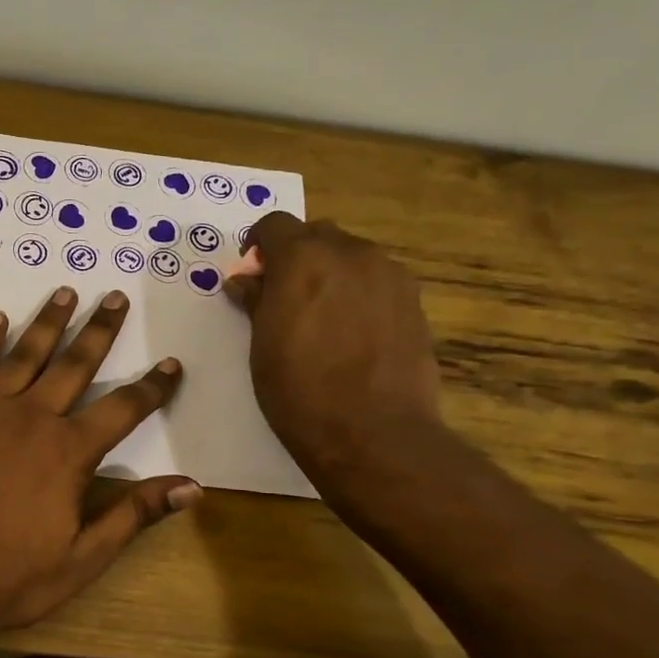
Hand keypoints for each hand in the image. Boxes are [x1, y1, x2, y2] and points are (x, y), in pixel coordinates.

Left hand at [0, 287, 198, 638]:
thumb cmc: (8, 576)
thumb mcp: (82, 557)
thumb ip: (134, 514)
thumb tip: (192, 487)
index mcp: (69, 452)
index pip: (123, 409)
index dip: (151, 387)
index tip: (170, 363)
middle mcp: (32, 417)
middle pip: (74, 364)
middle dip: (99, 330)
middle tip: (114, 296)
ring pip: (24, 354)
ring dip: (47, 322)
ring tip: (64, 292)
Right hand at [226, 214, 442, 483]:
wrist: (373, 433)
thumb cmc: (300, 391)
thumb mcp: (261, 346)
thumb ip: (255, 301)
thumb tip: (245, 279)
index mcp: (304, 258)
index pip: (274, 224)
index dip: (258, 246)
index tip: (252, 276)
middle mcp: (351, 253)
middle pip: (317, 235)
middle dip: (296, 256)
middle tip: (283, 297)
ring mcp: (389, 276)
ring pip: (351, 256)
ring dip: (330, 273)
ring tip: (320, 318)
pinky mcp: (413, 302)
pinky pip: (376, 282)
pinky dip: (358, 293)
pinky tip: (351, 334)